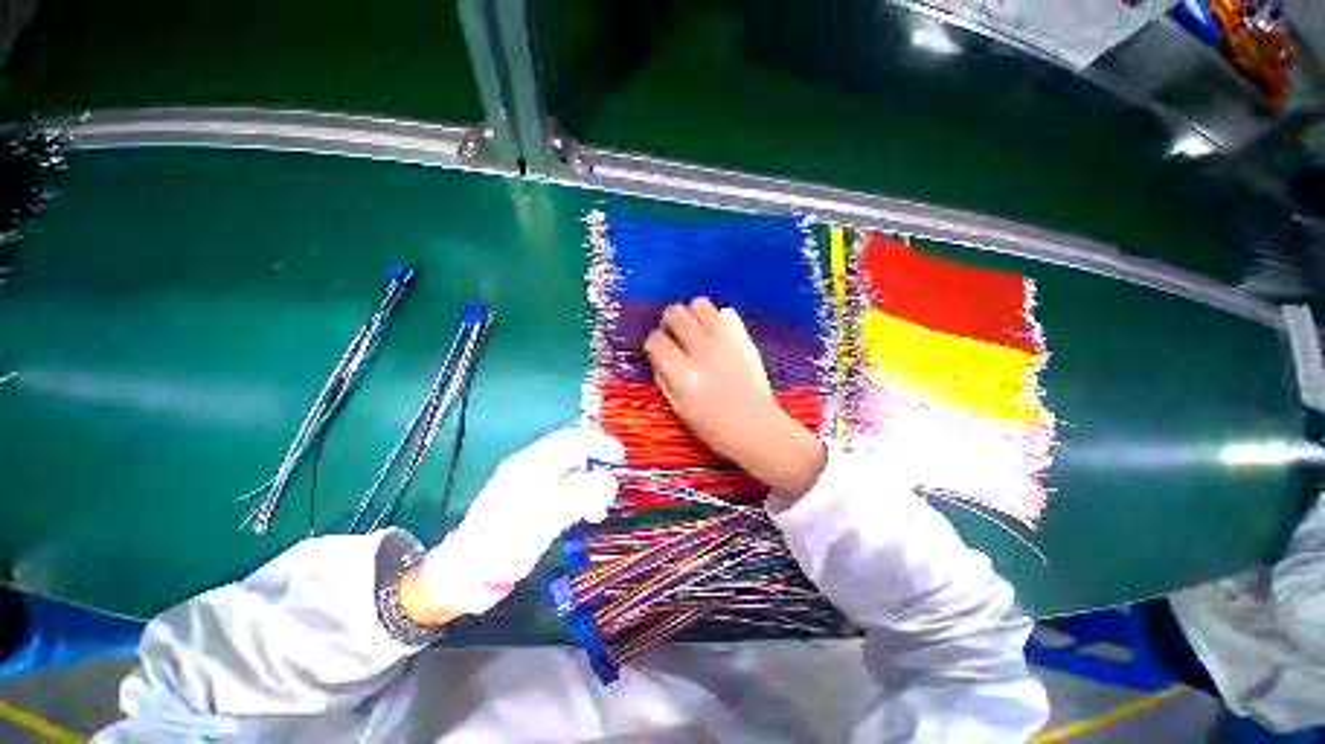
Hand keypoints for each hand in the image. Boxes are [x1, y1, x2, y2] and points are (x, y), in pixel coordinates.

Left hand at [406, 428, 623, 621]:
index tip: (619, 455)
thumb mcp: (542, 519)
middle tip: (611, 491)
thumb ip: (577, 496)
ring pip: (575, 477)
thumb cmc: (502, 543)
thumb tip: (607, 479)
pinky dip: (584, 501)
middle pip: (574, 457)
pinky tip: (591, 515)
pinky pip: (570, 494)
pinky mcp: (540, 505)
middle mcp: (535, 470)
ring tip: (600, 510)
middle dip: (597, 470)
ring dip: (593, 489)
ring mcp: (537, 488)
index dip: (596, 442)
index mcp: (529, 464)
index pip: (569, 439)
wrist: (469, 574)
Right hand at [644, 298, 824, 502]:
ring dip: (692, 314)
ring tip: (694, 330)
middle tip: (674, 335)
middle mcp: (703, 352)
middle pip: (675, 314)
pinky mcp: (744, 338)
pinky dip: (717, 319)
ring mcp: (726, 341)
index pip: (656, 340)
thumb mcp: (679, 408)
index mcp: (684, 375)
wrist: (756, 427)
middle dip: (669, 321)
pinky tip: (716, 335)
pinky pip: (726, 312)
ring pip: (700, 304)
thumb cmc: (714, 426)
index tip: (659, 349)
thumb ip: (663, 378)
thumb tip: (657, 353)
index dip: (653, 343)